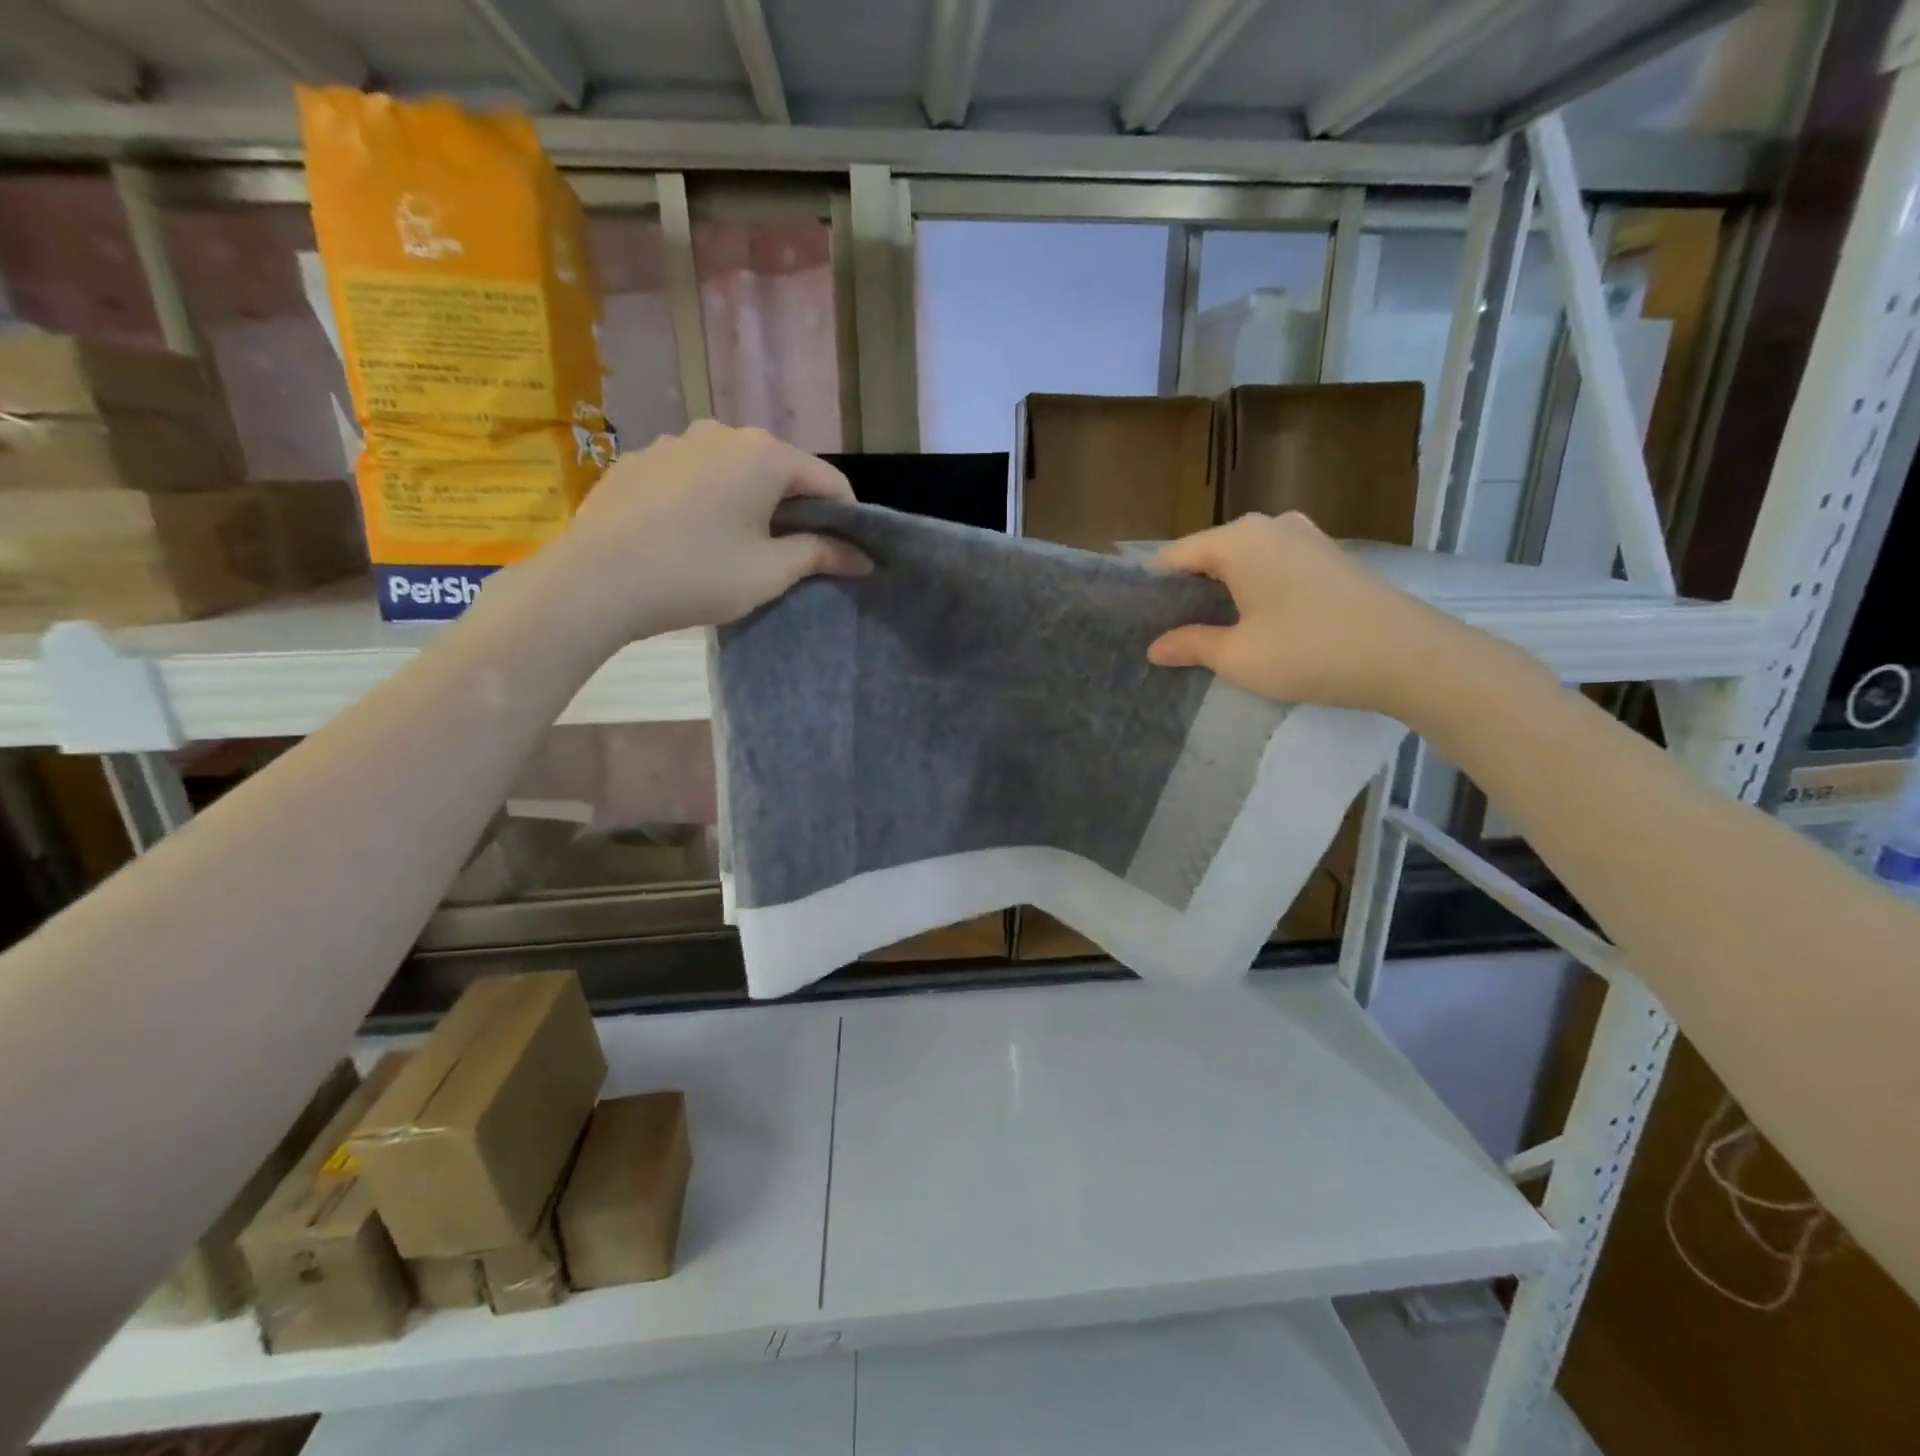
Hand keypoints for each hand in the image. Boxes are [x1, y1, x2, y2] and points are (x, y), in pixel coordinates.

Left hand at [549, 421, 869, 637]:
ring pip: (733, 470)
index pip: (827, 480)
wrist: (594, 582)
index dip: (846, 517)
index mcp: (762, 454)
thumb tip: (863, 557)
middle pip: (779, 470)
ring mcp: (674, 442)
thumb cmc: (697, 575)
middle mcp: (721, 433)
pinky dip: (707, 499)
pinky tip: (691, 536)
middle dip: (795, 508)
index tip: (846, 552)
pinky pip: (692, 475)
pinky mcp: (639, 460)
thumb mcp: (769, 572)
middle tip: (792, 554)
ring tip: (738, 546)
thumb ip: (821, 555)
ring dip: (749, 502)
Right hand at [1147, 513, 1466, 717]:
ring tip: (1209, 629)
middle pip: (1209, 553)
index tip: (1139, 620)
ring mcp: (1305, 535)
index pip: (1175, 556)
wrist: (1407, 656)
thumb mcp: (1237, 656)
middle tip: (1170, 631)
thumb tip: (1155, 647)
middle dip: (1187, 589)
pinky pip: (1273, 564)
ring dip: (1223, 589)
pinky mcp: (1329, 554)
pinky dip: (1255, 587)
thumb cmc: (1309, 651)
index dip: (1153, 588)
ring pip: (1243, 559)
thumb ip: (1190, 645)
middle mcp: (1269, 525)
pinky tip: (1255, 619)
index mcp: (1238, 540)